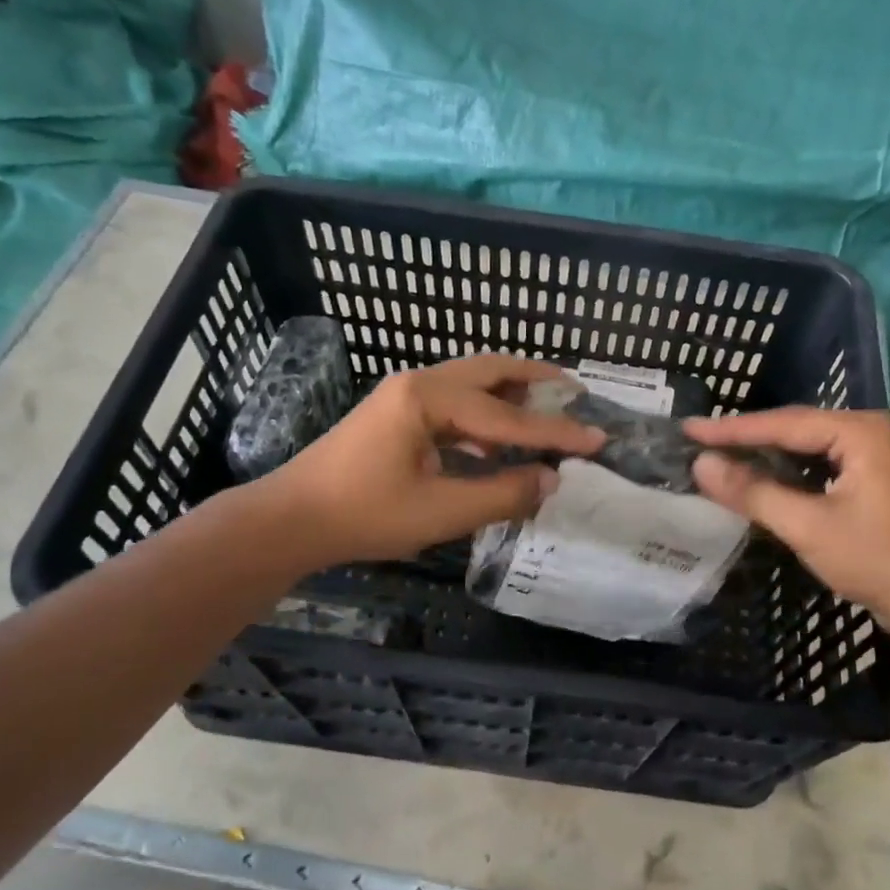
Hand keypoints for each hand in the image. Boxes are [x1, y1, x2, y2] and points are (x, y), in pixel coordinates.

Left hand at [261, 353, 602, 569]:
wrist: (291, 519)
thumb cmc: (363, 514)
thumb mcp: (440, 511)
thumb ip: (502, 495)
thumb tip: (551, 480)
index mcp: (428, 398)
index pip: (507, 417)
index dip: (555, 432)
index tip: (598, 438)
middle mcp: (419, 383)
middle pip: (490, 370)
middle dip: (535, 380)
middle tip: (576, 392)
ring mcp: (404, 395)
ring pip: (471, 383)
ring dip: (510, 394)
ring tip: (547, 410)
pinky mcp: (396, 414)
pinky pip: (453, 404)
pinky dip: (484, 416)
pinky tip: (497, 444)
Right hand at [684, 407, 889, 637]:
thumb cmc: (877, 558)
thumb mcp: (808, 525)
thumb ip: (753, 492)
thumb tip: (700, 465)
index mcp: (859, 431)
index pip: (783, 423)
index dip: (731, 429)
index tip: (689, 430)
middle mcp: (870, 434)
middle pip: (796, 430)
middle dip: (748, 439)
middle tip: (700, 442)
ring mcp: (877, 459)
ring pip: (808, 451)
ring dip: (767, 458)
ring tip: (722, 458)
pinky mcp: (876, 485)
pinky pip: (821, 469)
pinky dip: (789, 476)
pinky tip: (762, 482)